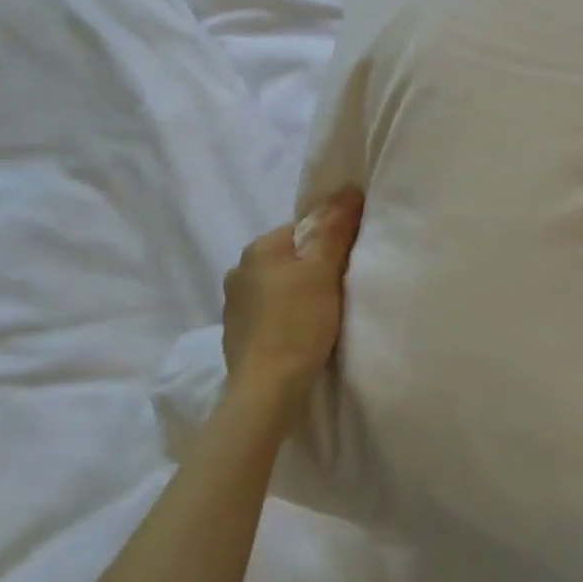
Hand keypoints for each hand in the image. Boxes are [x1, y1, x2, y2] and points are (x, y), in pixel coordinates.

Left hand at [222, 188, 363, 417]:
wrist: (266, 391)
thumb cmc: (297, 323)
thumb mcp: (324, 271)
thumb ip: (335, 229)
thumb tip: (347, 190)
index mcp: (258, 248)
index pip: (301, 230)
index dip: (329, 242)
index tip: (348, 263)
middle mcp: (239, 271)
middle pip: (289, 258)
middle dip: (313, 269)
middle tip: (341, 289)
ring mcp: (234, 306)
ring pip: (279, 287)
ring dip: (299, 295)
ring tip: (324, 315)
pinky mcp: (237, 336)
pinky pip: (270, 314)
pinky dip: (287, 318)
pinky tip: (303, 334)